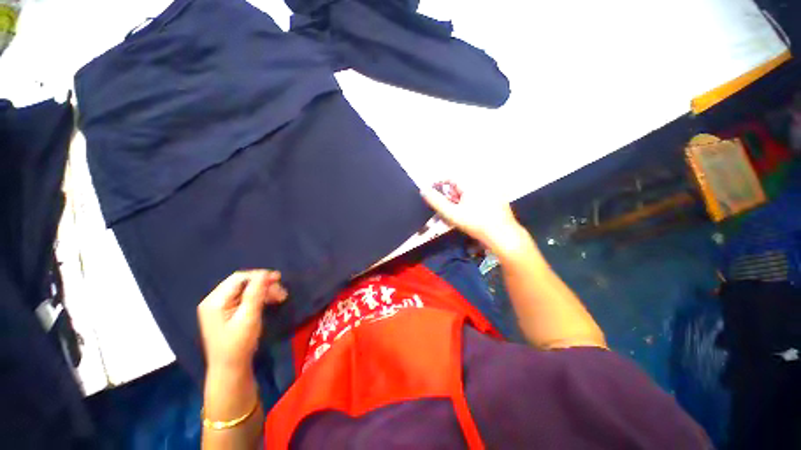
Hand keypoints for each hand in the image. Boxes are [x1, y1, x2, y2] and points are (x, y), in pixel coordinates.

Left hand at [197, 270, 287, 372]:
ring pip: (246, 290)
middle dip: (264, 285)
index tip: (279, 278)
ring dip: (264, 291)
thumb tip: (265, 273)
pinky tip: (270, 301)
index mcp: (215, 301)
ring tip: (280, 297)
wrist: (230, 369)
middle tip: (282, 292)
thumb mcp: (249, 317)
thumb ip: (255, 294)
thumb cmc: (238, 344)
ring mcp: (220, 307)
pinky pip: (245, 298)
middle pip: (243, 283)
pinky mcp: (227, 313)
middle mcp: (215, 301)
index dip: (260, 276)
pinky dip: (259, 298)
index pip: (239, 278)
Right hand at [421, 181, 525, 254]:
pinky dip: (470, 202)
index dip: (438, 183)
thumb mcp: (452, 213)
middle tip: (448, 209)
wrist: (502, 235)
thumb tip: (423, 190)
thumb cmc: (475, 223)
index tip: (432, 192)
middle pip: (459, 185)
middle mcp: (482, 182)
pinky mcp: (497, 197)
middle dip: (451, 195)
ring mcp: (491, 189)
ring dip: (460, 200)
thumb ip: (436, 201)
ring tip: (459, 214)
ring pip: (468, 191)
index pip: (450, 177)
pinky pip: (478, 195)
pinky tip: (471, 214)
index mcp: (471, 182)